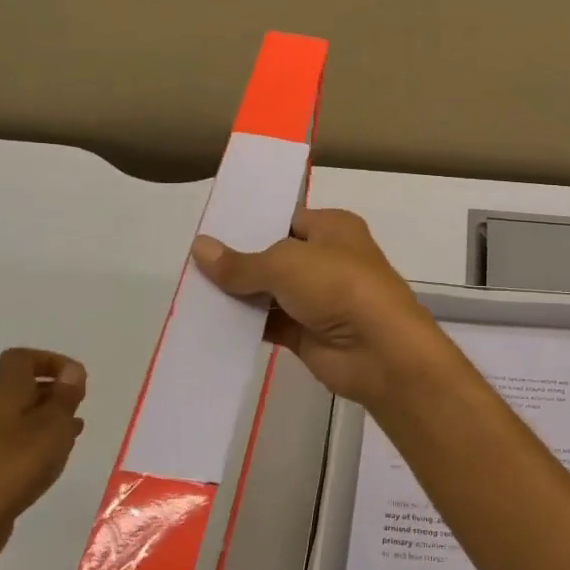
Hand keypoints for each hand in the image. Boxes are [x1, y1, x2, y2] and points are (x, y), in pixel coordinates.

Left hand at [0, 348, 86, 569]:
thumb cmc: (14, 465)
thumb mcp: (52, 425)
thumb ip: (65, 396)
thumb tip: (72, 370)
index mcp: (4, 394)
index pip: (19, 359)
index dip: (49, 361)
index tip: (74, 380)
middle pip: (20, 388)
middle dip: (53, 392)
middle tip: (78, 407)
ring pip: (20, 417)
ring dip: (48, 420)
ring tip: (73, 434)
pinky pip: (15, 444)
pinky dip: (37, 444)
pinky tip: (52, 460)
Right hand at [191, 207, 460, 416]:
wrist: (380, 351)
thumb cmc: (339, 286)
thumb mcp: (285, 264)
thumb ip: (241, 263)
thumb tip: (199, 247)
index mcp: (332, 228)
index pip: (285, 218)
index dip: (251, 224)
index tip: (209, 230)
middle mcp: (327, 259)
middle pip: (274, 257)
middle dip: (238, 261)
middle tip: (189, 263)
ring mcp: (318, 299)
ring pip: (269, 292)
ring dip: (237, 296)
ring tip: (188, 292)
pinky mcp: (308, 333)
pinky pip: (269, 324)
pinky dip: (244, 325)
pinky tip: (208, 323)